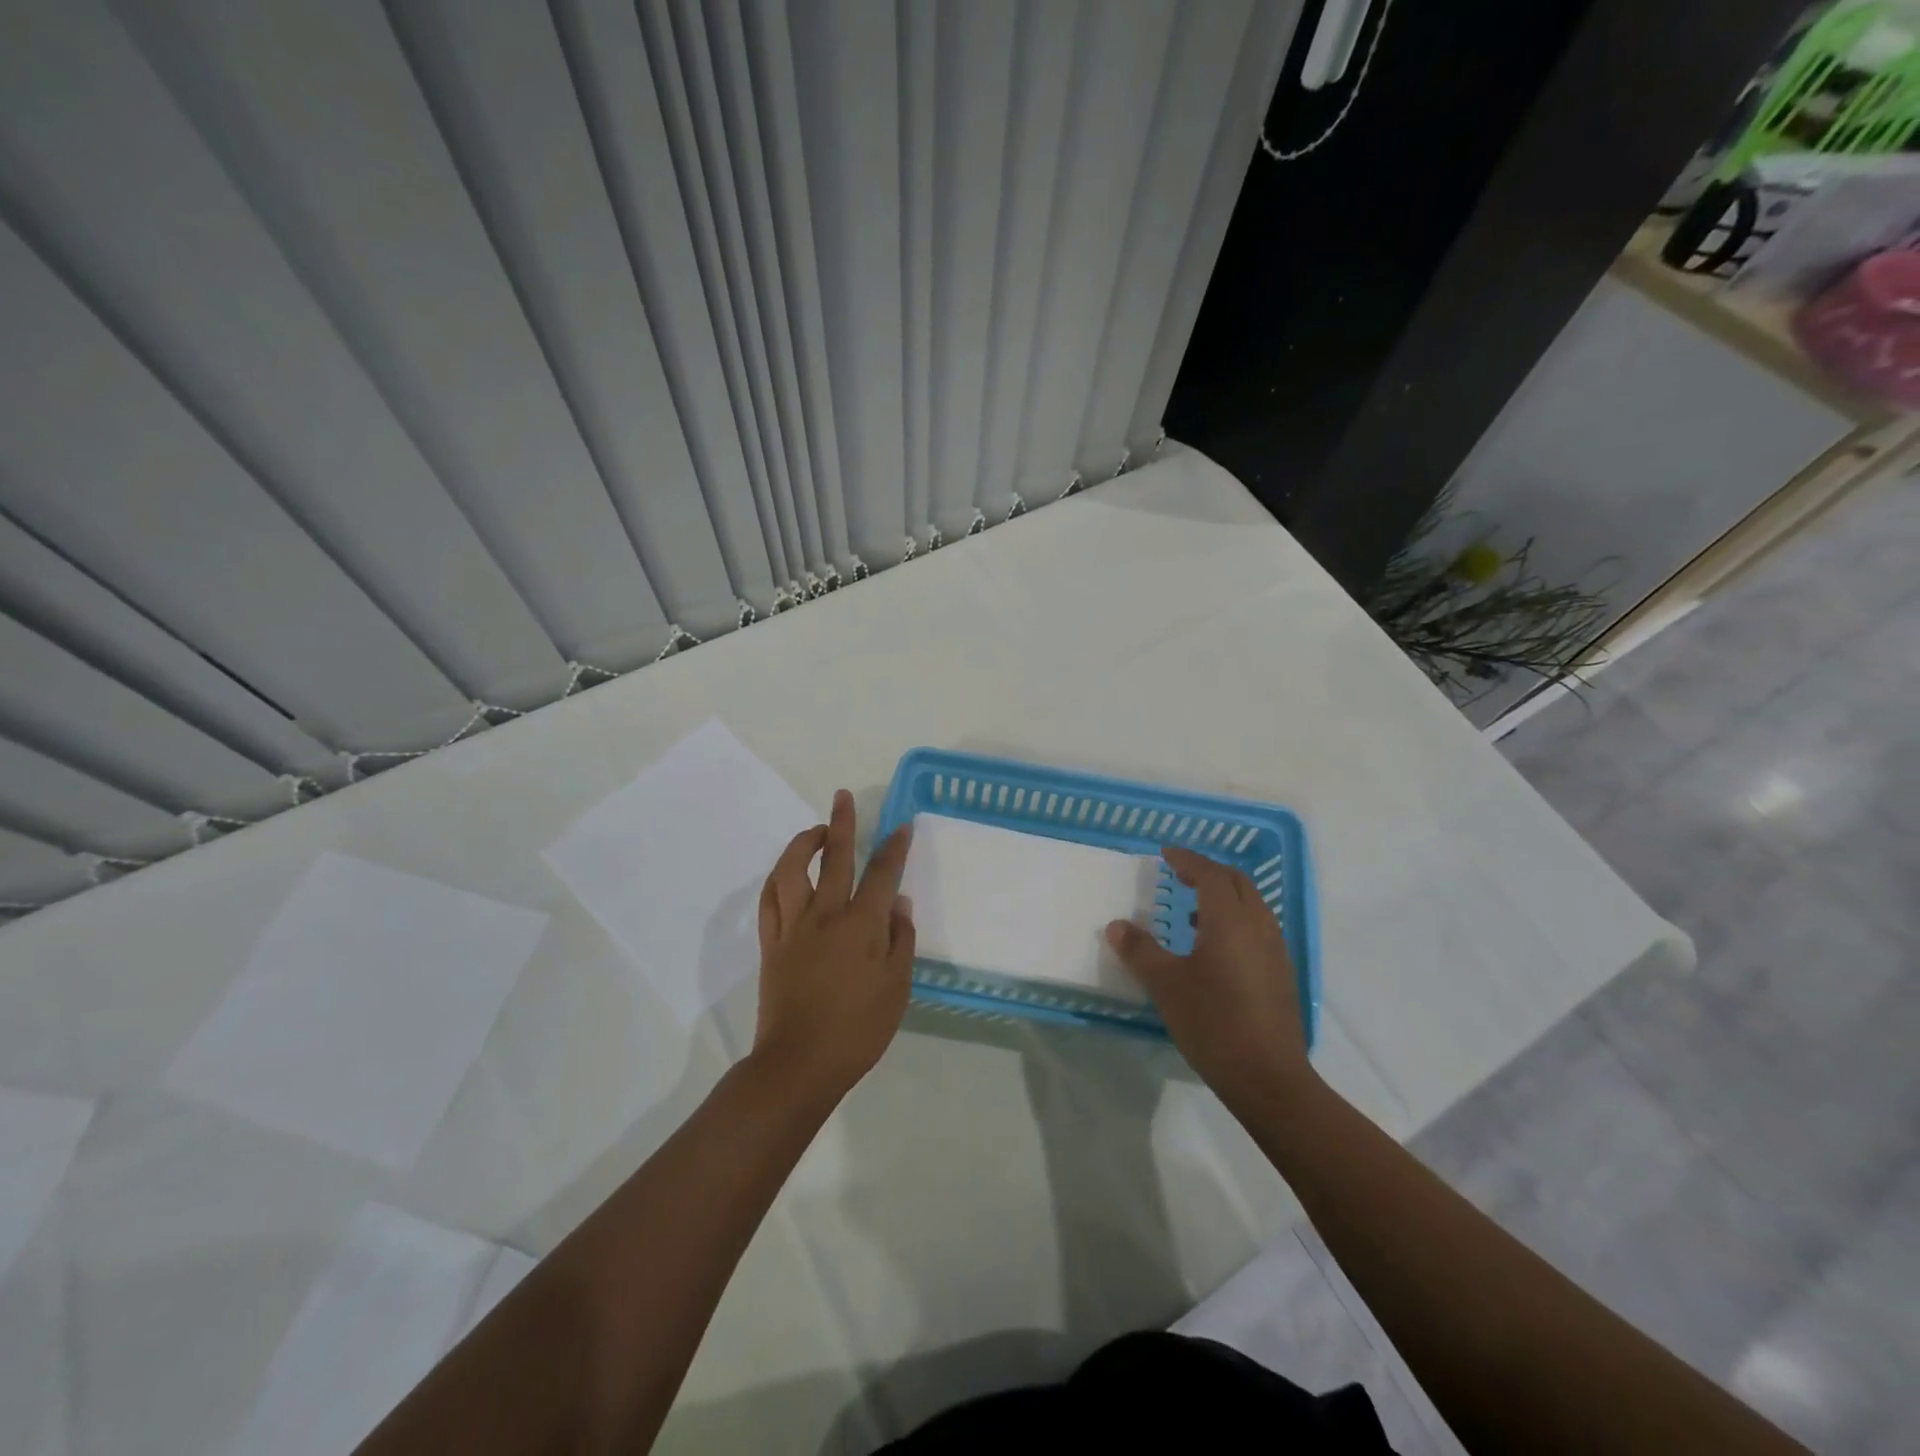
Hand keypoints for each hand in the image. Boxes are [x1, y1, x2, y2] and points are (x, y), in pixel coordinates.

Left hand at [752, 790, 914, 1103]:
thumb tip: (898, 904)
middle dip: (842, 823)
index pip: (882, 874)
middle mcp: (826, 915)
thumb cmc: (858, 1030)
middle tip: (843, 797)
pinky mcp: (771, 943)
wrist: (800, 1063)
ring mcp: (793, 927)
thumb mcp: (897, 988)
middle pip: (835, 858)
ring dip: (803, 844)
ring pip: (792, 870)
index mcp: (861, 926)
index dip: (894, 847)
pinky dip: (778, 878)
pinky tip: (787, 871)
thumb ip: (900, 941)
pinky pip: (770, 900)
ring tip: (816, 830)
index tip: (901, 826)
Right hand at [1106, 845, 1313, 1112]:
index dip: (1188, 859)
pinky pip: (1258, 927)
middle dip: (1209, 871)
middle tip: (1180, 873)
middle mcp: (1258, 926)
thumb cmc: (1213, 1023)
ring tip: (1192, 910)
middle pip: (1237, 883)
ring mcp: (1275, 950)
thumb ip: (1140, 951)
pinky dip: (1236, 919)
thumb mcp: (1166, 986)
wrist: (1269, 1079)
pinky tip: (1215, 948)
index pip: (1210, 874)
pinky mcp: (1281, 974)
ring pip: (1252, 905)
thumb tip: (1117, 926)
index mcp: (1230, 921)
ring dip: (1224, 896)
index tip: (1166, 853)